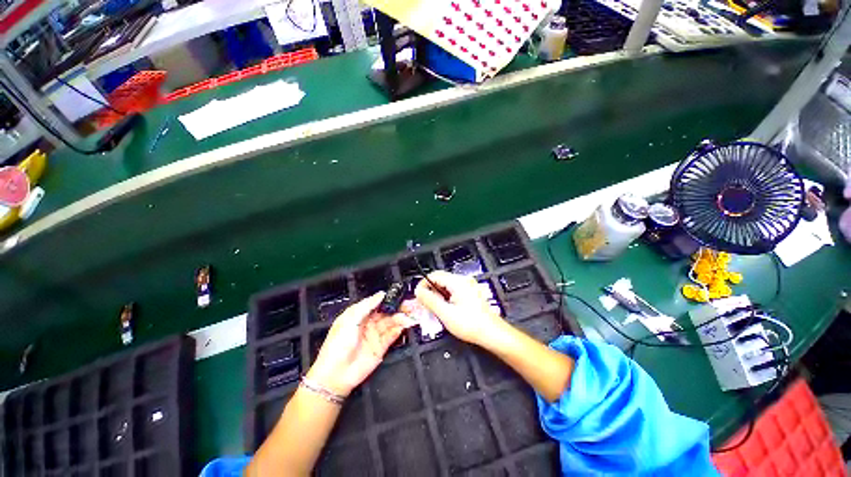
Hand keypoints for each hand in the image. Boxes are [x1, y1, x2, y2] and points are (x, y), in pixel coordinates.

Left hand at [307, 292, 413, 395]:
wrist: (335, 374)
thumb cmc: (338, 343)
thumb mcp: (350, 320)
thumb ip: (367, 305)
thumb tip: (381, 294)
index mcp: (360, 314)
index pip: (377, 303)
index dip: (388, 299)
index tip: (400, 295)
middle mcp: (369, 323)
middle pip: (387, 312)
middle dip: (398, 308)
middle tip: (410, 305)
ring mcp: (375, 335)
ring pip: (391, 323)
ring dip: (400, 318)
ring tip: (409, 316)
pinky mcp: (381, 347)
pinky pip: (392, 336)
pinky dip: (399, 330)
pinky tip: (404, 325)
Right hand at [413, 270, 504, 346]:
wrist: (492, 333)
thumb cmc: (471, 324)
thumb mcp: (446, 314)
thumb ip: (430, 301)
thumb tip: (418, 291)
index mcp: (458, 282)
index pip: (434, 275)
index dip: (423, 284)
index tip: (418, 296)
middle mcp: (463, 280)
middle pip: (440, 279)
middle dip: (430, 291)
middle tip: (425, 305)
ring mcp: (468, 286)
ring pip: (446, 285)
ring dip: (438, 295)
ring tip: (435, 309)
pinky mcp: (470, 292)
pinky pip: (453, 290)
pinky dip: (446, 297)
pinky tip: (446, 309)